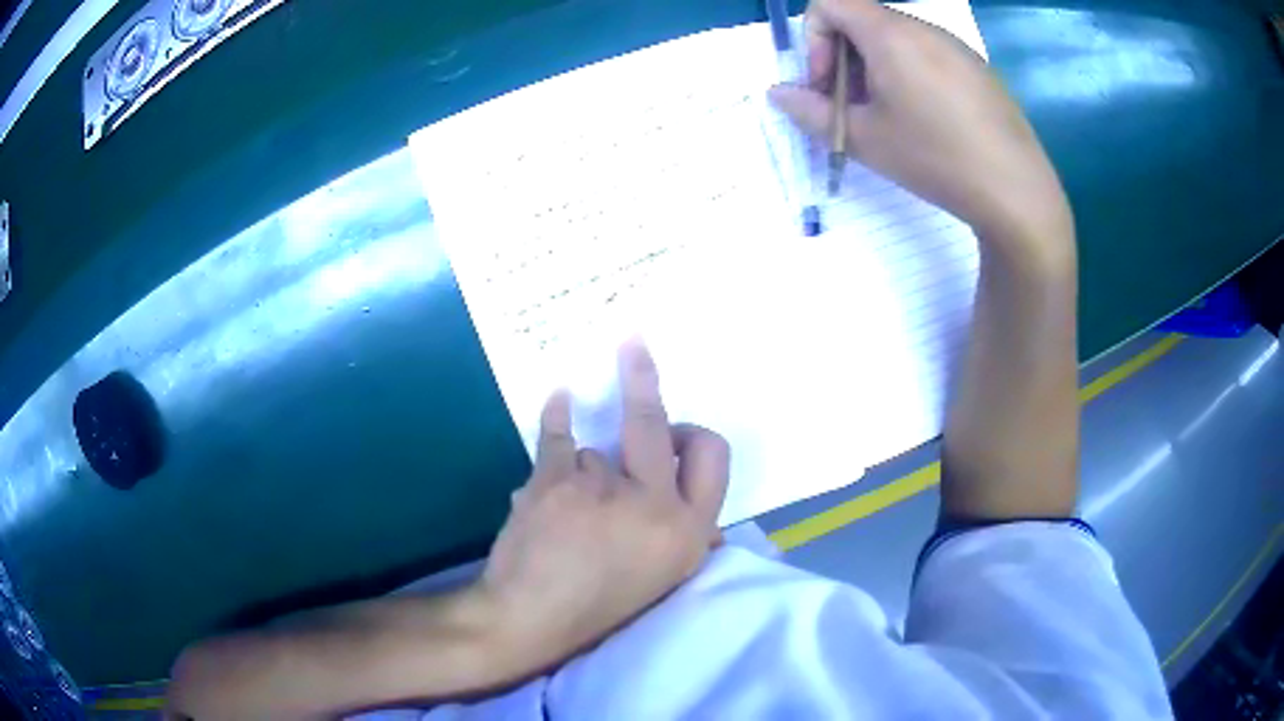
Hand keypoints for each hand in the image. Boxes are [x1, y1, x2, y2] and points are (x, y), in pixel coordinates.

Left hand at [477, 339, 729, 665]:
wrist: (531, 617)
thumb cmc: (603, 603)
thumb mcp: (664, 576)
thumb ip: (686, 536)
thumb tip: (704, 517)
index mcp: (687, 530)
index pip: (713, 457)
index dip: (696, 436)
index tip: (678, 427)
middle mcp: (652, 503)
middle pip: (658, 423)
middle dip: (644, 375)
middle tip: (633, 338)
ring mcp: (600, 487)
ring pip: (596, 448)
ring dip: (586, 469)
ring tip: (568, 511)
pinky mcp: (554, 479)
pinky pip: (559, 433)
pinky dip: (557, 415)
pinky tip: (559, 399)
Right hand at [769, 0, 1071, 245]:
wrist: (1016, 191)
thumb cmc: (935, 158)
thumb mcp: (864, 139)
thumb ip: (812, 112)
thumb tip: (778, 94)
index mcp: (890, 33)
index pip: (828, 2)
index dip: (814, 39)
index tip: (826, 84)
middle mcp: (923, 28)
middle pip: (863, 20)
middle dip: (843, 58)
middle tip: (852, 108)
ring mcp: (955, 46)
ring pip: (897, 39)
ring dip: (876, 69)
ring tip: (889, 119)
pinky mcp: (977, 68)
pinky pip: (929, 54)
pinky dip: (910, 74)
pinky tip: (928, 121)